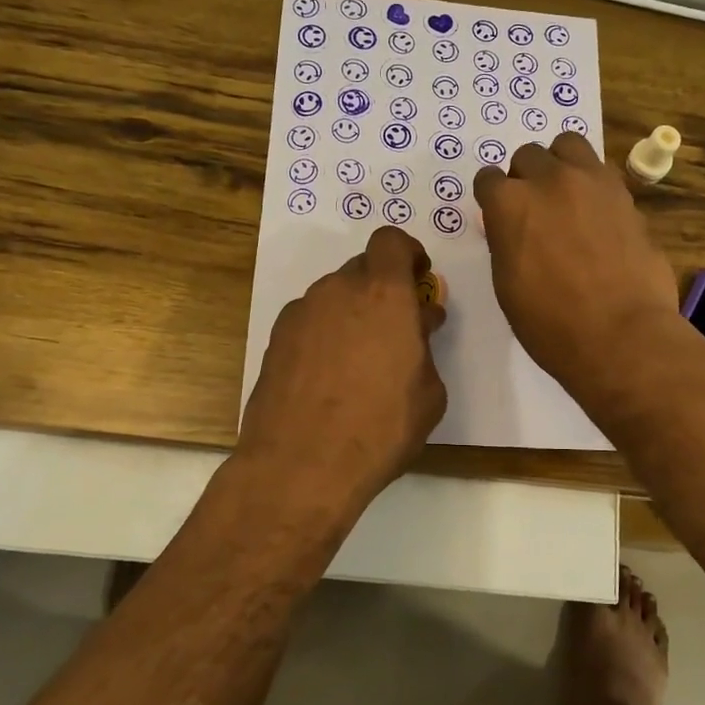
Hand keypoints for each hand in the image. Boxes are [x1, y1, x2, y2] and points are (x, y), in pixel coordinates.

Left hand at [238, 226, 447, 518]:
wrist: (301, 464)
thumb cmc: (381, 427)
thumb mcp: (429, 392)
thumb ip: (425, 346)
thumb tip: (418, 326)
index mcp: (384, 293)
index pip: (391, 240)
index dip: (408, 252)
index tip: (418, 278)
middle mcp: (338, 291)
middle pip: (363, 268)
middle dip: (383, 288)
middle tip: (396, 328)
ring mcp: (301, 313)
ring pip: (335, 295)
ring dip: (353, 312)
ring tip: (361, 360)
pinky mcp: (275, 339)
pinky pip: (310, 321)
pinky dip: (325, 334)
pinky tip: (329, 376)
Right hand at [474, 133, 679, 398]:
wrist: (621, 336)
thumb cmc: (550, 324)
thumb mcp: (507, 285)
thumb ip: (506, 242)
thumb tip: (513, 228)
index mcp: (509, 204)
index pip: (488, 179)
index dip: (492, 199)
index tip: (499, 217)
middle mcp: (549, 180)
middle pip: (529, 156)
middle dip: (526, 177)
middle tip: (534, 210)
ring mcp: (592, 182)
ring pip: (569, 145)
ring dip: (561, 164)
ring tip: (566, 196)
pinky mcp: (626, 195)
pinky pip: (602, 171)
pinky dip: (593, 183)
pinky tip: (596, 214)